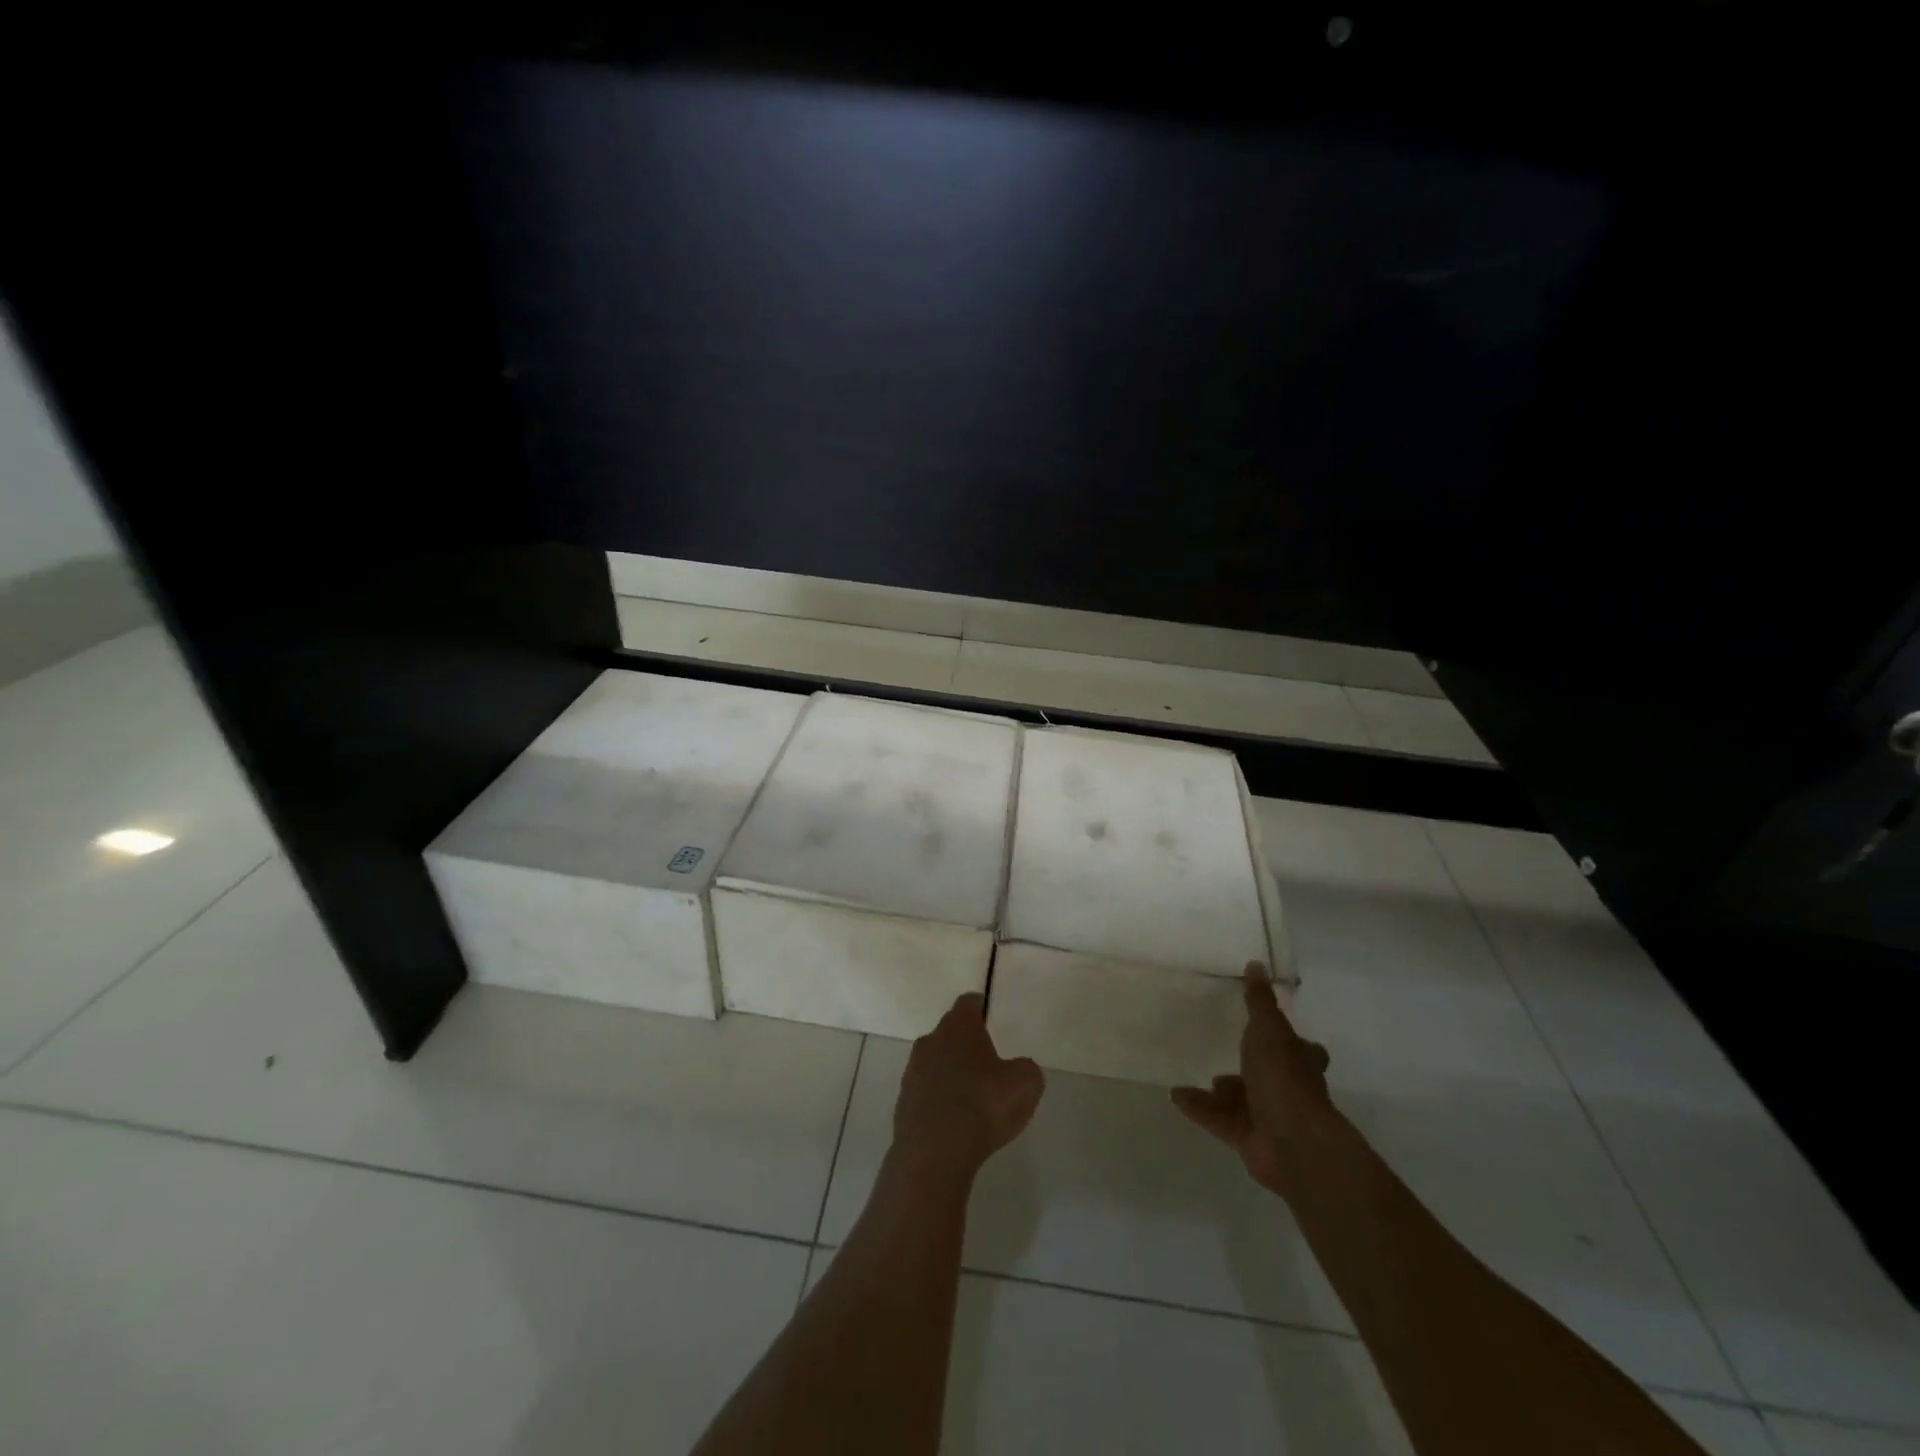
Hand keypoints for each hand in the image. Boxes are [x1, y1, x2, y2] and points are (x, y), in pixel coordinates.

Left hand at [892, 993, 1044, 1183]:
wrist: (934, 1153)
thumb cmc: (983, 1105)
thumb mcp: (1025, 1083)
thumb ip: (1025, 1068)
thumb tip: (1018, 1069)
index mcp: (959, 1026)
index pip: (969, 1003)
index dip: (982, 1008)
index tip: (991, 1018)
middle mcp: (931, 1040)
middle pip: (949, 1032)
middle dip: (965, 1043)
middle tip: (987, 1062)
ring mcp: (912, 1072)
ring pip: (935, 1062)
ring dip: (950, 1072)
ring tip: (971, 1096)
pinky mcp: (903, 1103)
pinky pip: (926, 1093)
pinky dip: (939, 1100)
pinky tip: (954, 1121)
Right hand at [1171, 962, 1332, 1195]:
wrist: (1291, 1141)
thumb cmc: (1284, 1076)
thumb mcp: (1268, 1028)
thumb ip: (1259, 1000)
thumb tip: (1257, 963)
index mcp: (1300, 1062)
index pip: (1301, 1048)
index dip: (1290, 1040)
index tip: (1272, 1030)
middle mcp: (1290, 1089)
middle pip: (1270, 1075)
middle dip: (1252, 1068)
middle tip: (1228, 1052)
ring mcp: (1270, 1118)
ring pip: (1243, 1099)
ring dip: (1223, 1091)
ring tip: (1199, 1078)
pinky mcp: (1249, 1139)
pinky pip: (1220, 1119)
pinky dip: (1200, 1107)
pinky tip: (1176, 1096)